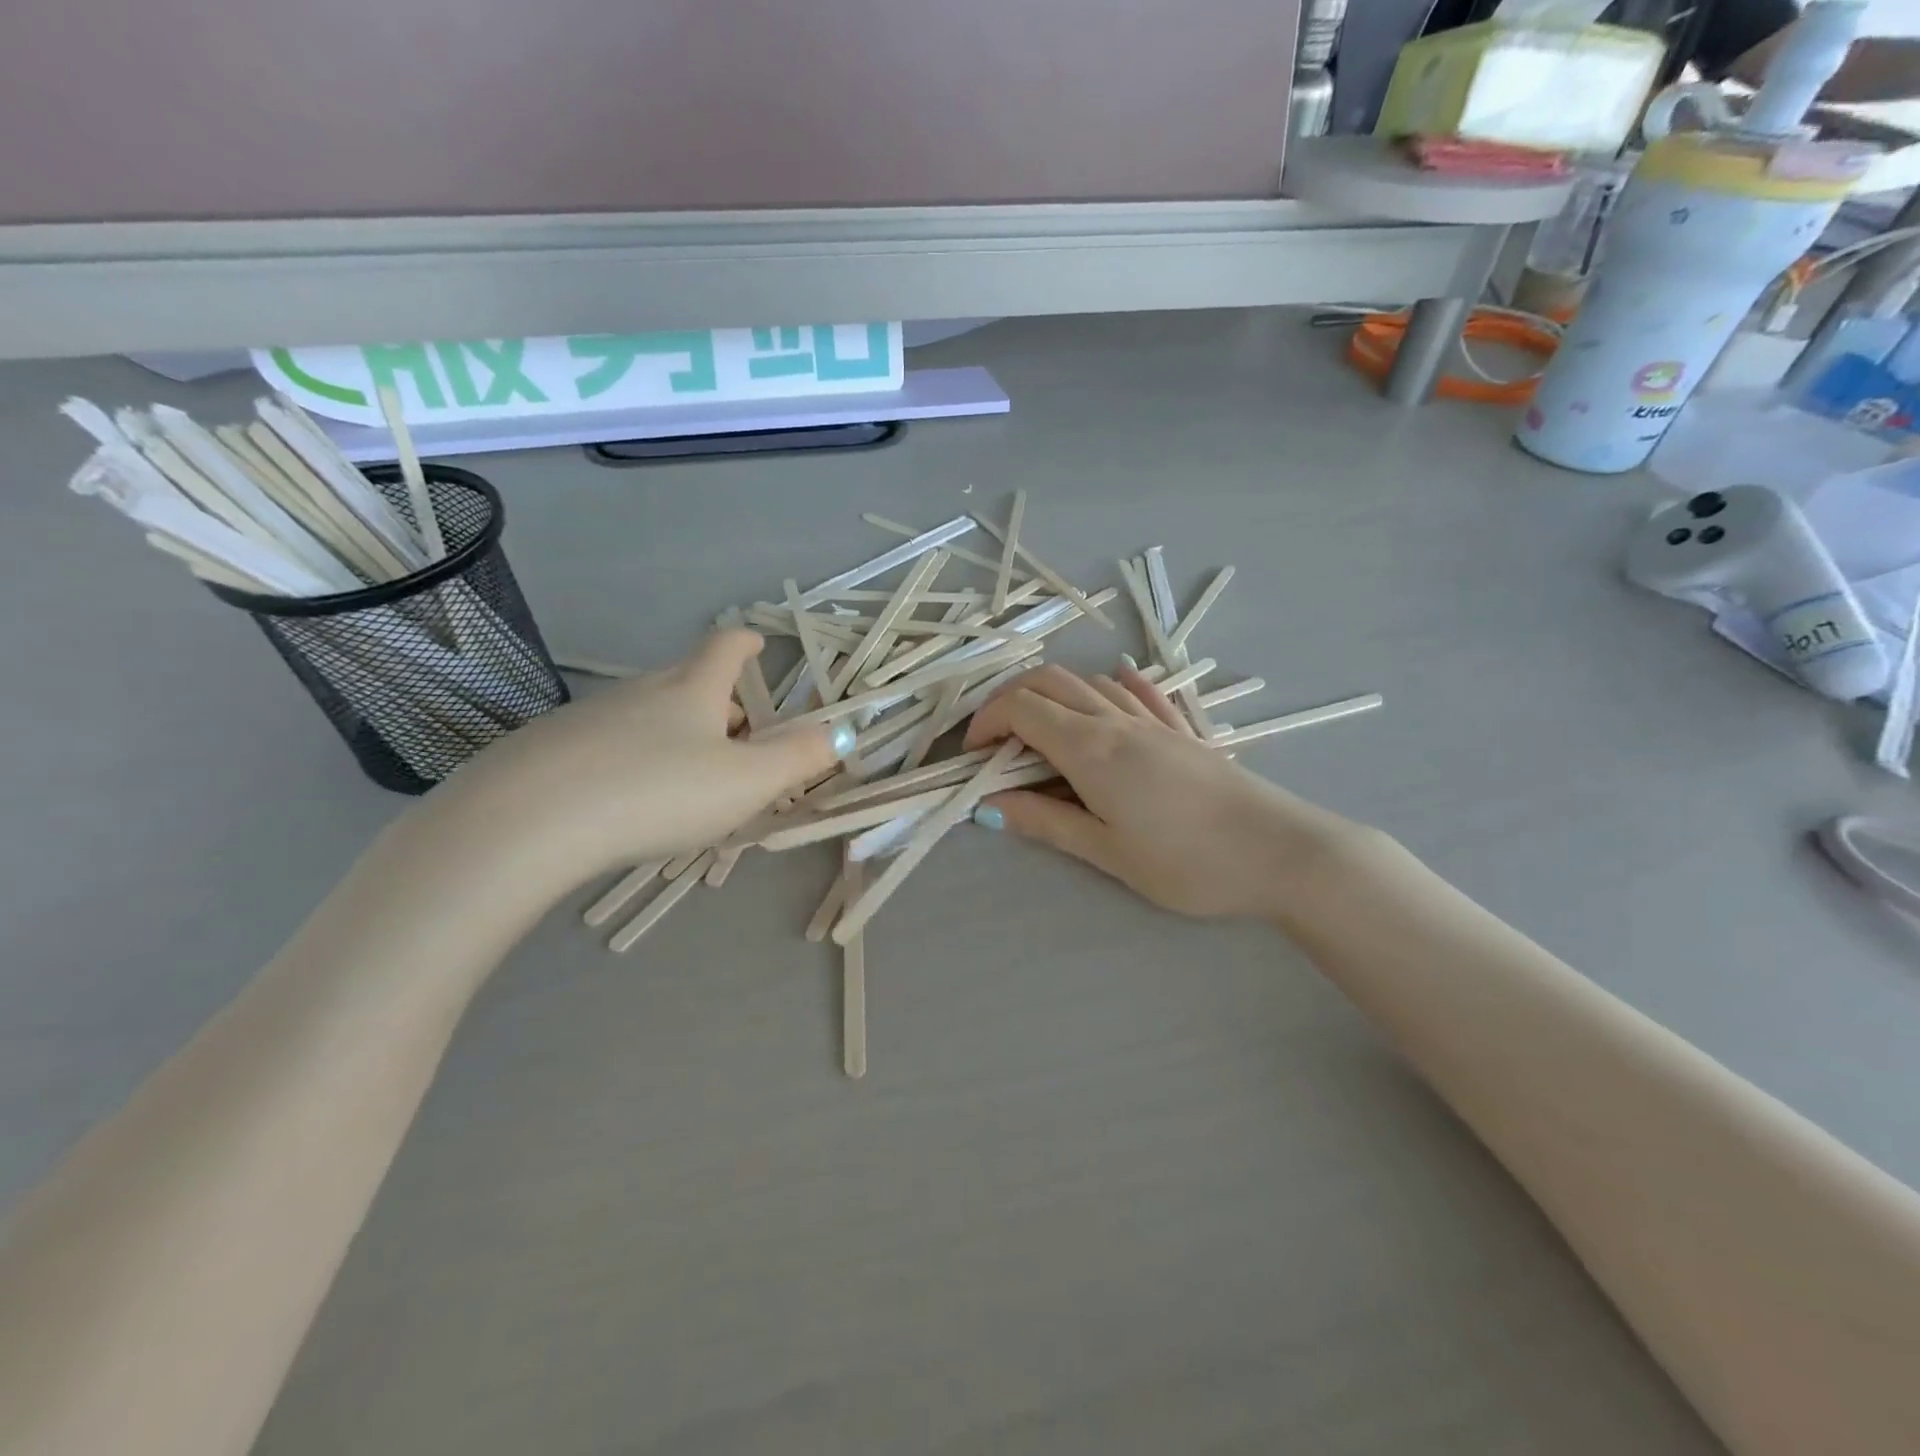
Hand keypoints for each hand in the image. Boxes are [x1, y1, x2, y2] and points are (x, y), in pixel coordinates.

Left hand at [443, 629, 848, 884]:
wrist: (529, 822)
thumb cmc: (658, 792)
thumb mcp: (746, 782)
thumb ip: (799, 759)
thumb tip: (845, 733)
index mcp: (692, 690)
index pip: (725, 648)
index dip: (747, 643)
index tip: (759, 643)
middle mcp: (641, 690)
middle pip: (687, 681)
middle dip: (718, 701)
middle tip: (737, 738)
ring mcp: (591, 716)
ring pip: (647, 713)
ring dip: (675, 733)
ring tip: (687, 777)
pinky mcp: (551, 747)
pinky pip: (608, 742)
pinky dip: (632, 758)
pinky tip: (627, 797)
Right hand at [962, 663, 1356, 918]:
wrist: (1280, 852)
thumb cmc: (1188, 862)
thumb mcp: (1108, 852)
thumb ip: (1047, 822)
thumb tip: (990, 806)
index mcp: (1091, 749)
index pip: (1021, 709)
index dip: (986, 722)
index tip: (973, 756)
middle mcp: (1116, 722)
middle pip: (1049, 681)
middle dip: (1009, 698)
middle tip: (995, 739)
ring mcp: (1153, 721)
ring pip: (1089, 683)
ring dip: (1052, 695)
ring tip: (1039, 732)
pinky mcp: (1183, 731)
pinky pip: (1139, 692)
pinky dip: (1112, 684)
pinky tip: (1112, 684)